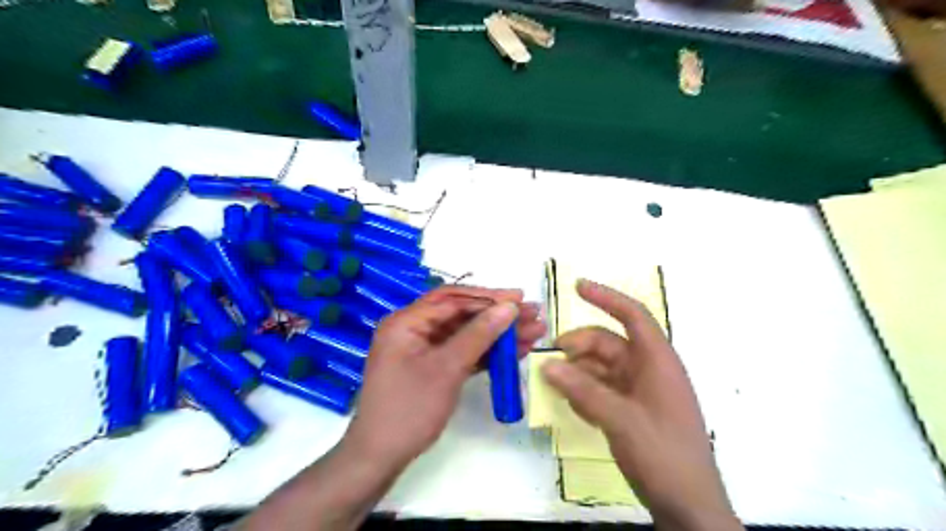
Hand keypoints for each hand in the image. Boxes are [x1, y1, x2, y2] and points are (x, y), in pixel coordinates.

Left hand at [342, 289, 547, 474]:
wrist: (380, 458)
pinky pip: (462, 352)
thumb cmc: (410, 409)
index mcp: (406, 321)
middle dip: (497, 315)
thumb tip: (509, 306)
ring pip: (465, 334)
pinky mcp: (432, 368)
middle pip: (461, 314)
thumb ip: (479, 334)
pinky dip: (486, 352)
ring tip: (533, 332)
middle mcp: (413, 329)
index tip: (520, 298)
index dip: (489, 298)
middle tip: (533, 314)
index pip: (453, 299)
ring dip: (497, 334)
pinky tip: (514, 352)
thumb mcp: (447, 368)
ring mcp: (423, 349)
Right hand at [540, 280, 738, 527]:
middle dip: (580, 345)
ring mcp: (641, 392)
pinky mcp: (634, 411)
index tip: (577, 286)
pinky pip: (604, 390)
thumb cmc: (663, 455)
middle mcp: (650, 370)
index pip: (633, 316)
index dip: (606, 297)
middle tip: (550, 357)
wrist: (689, 509)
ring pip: (603, 368)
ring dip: (578, 371)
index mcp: (658, 361)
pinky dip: (585, 391)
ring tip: (553, 382)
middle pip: (609, 344)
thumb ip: (582, 390)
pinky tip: (569, 403)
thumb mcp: (620, 419)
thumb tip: (547, 364)